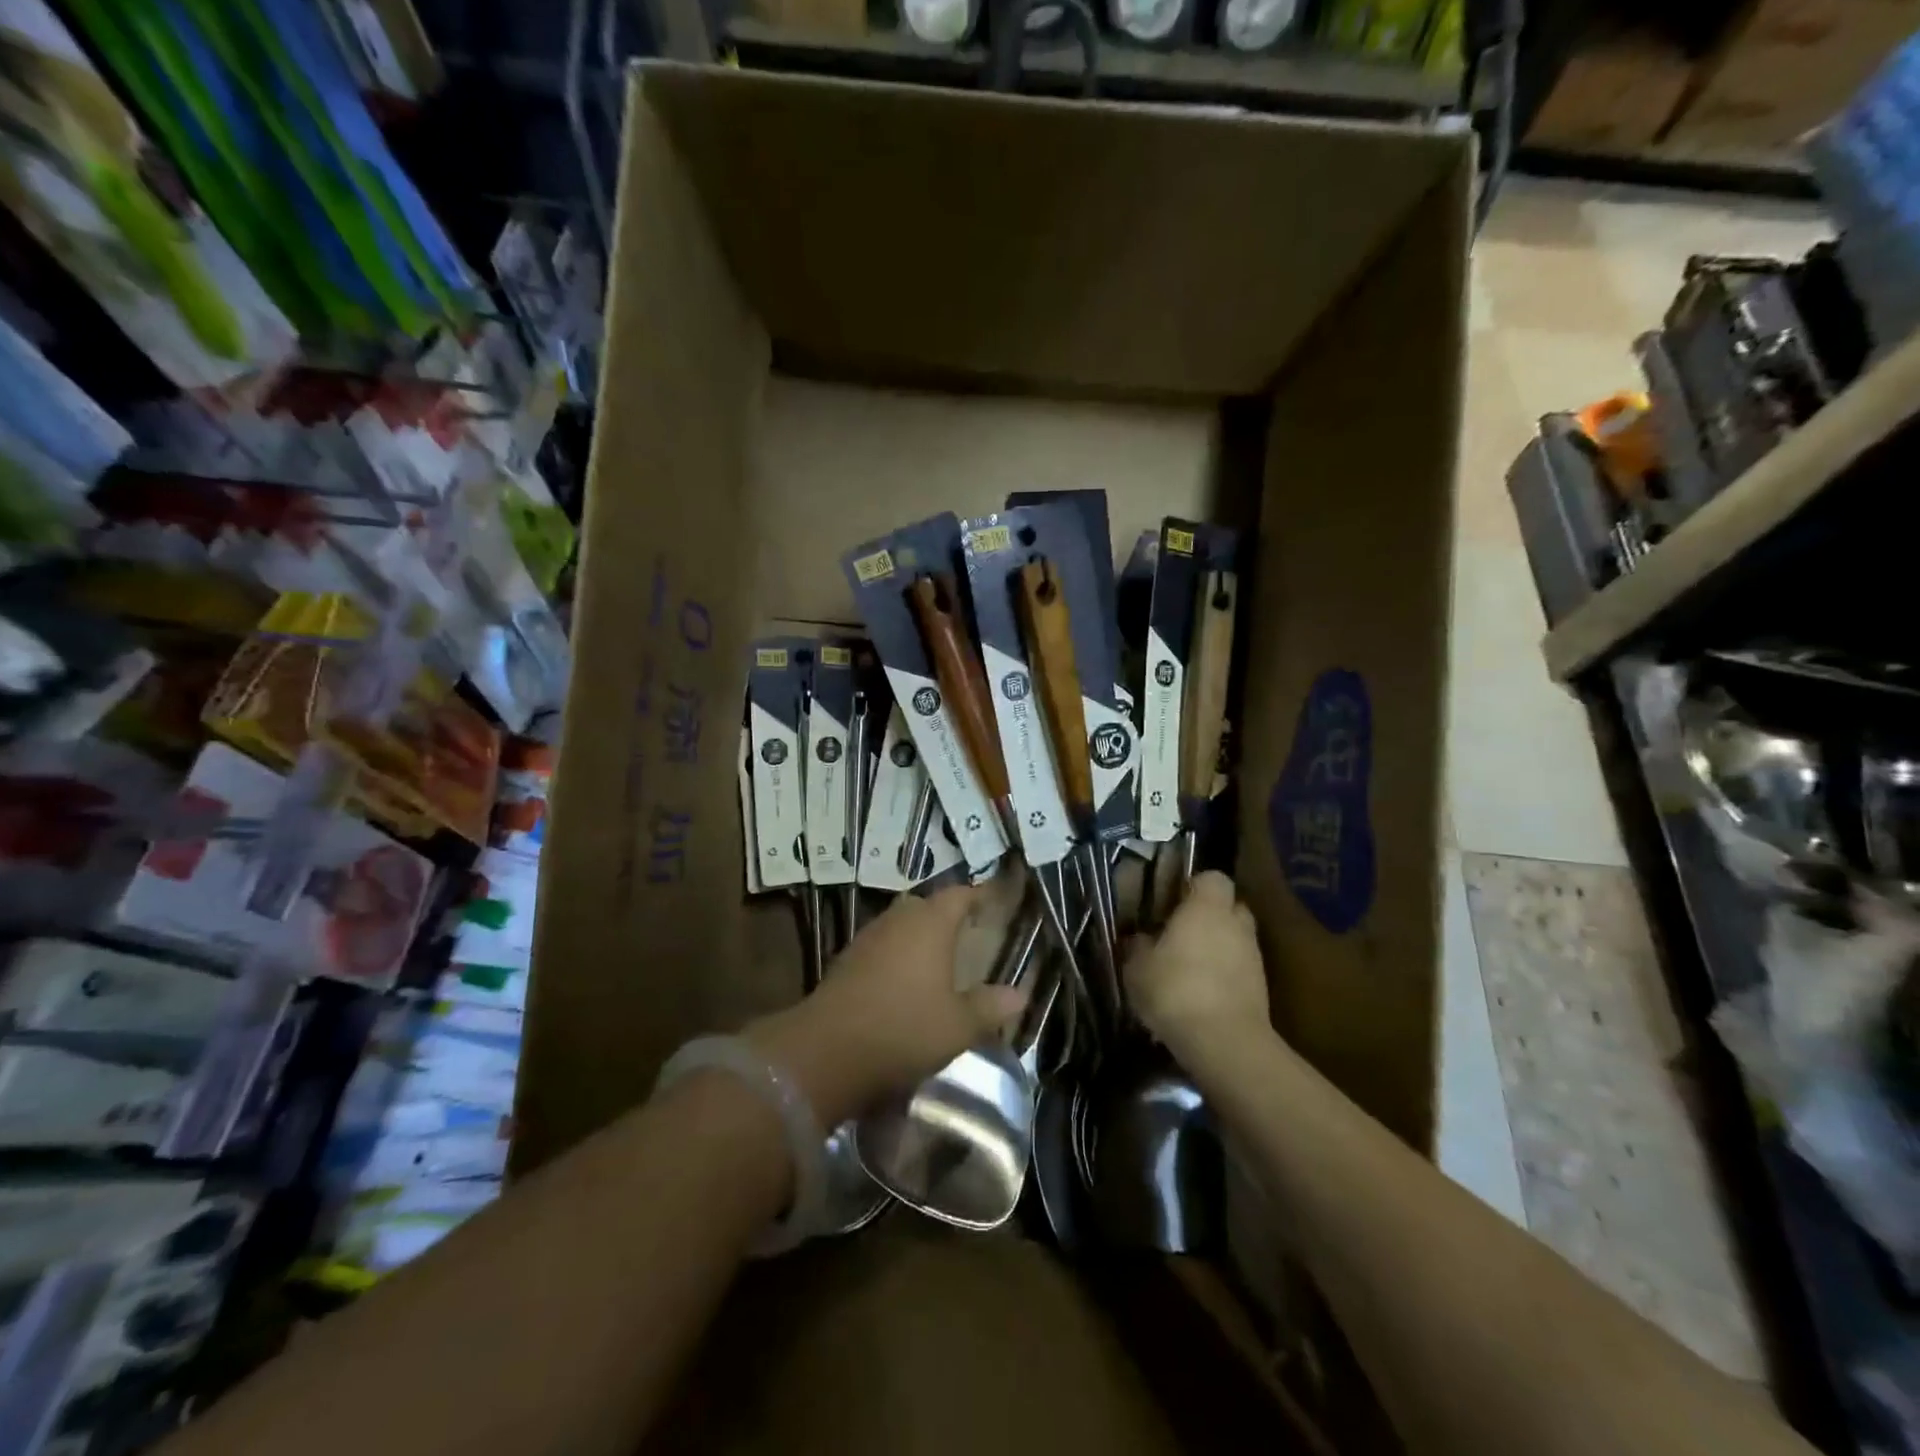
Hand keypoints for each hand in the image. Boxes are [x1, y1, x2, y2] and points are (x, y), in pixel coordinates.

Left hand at [746, 885, 1027, 1125]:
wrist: (828, 1051)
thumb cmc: (904, 1029)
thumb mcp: (958, 1026)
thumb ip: (989, 1006)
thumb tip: (1020, 993)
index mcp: (930, 924)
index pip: (958, 895)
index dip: (976, 896)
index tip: (991, 902)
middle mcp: (898, 920)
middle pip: (925, 905)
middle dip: (944, 914)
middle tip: (965, 932)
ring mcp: (867, 938)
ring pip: (899, 924)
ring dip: (917, 935)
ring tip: (936, 957)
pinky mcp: (846, 960)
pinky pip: (880, 945)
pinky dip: (895, 954)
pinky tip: (902, 981)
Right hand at [1124, 871, 1269, 1067]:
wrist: (1225, 1043)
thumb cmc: (1175, 990)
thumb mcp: (1137, 967)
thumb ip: (1138, 945)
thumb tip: (1140, 937)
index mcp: (1207, 907)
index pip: (1213, 877)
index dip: (1194, 886)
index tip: (1173, 902)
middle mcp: (1236, 924)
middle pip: (1229, 907)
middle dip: (1210, 916)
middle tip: (1181, 933)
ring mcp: (1254, 956)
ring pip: (1236, 939)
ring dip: (1218, 947)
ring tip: (1189, 968)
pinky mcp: (1262, 988)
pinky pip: (1240, 969)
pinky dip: (1224, 975)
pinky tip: (1201, 994)